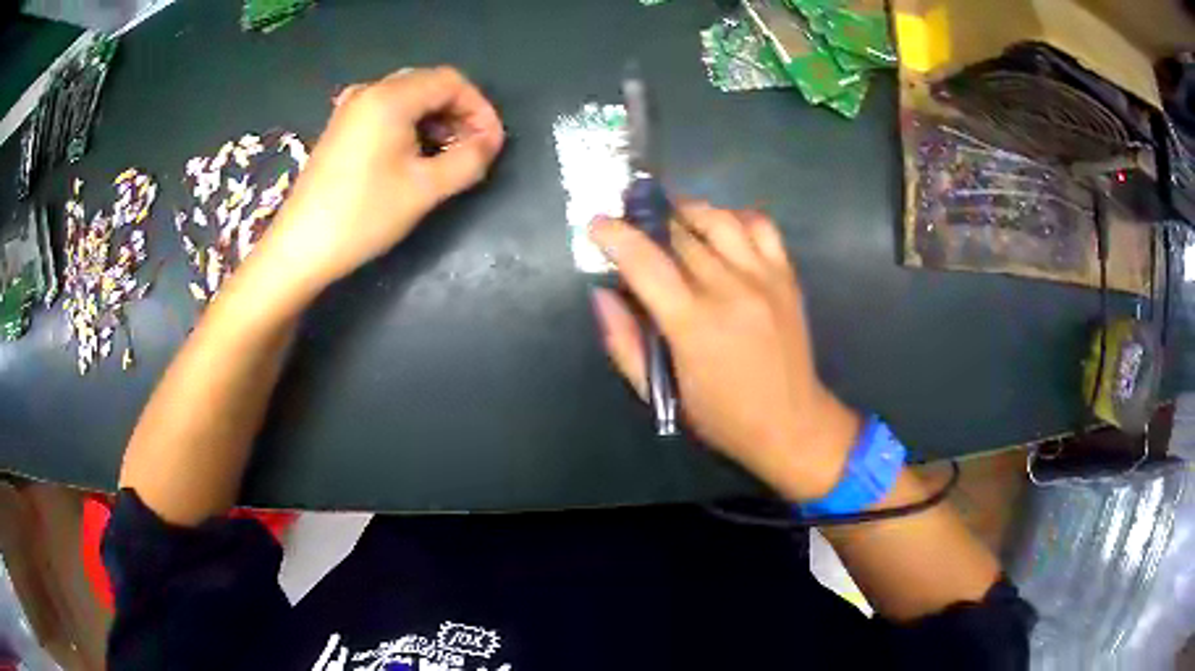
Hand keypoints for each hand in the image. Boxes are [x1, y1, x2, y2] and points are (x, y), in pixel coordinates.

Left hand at [259, 67, 504, 289]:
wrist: (300, 247)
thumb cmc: (363, 215)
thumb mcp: (426, 189)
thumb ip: (470, 159)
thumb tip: (490, 142)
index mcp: (390, 97)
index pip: (452, 82)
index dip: (480, 109)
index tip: (491, 144)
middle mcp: (369, 91)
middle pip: (429, 85)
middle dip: (459, 114)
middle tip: (472, 151)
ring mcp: (350, 109)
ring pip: (408, 98)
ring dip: (435, 121)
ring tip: (446, 158)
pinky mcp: (340, 128)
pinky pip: (386, 112)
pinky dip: (410, 126)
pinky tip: (414, 156)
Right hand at [589, 203, 860, 500]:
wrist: (791, 423)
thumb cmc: (721, 417)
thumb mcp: (661, 393)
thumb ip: (624, 342)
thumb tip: (602, 294)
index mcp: (693, 324)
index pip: (645, 262)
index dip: (615, 235)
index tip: (597, 224)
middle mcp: (730, 290)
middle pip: (679, 235)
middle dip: (647, 223)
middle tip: (632, 227)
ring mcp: (763, 278)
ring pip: (719, 220)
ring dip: (688, 211)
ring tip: (672, 219)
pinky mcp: (786, 276)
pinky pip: (761, 225)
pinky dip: (735, 217)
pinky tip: (721, 229)